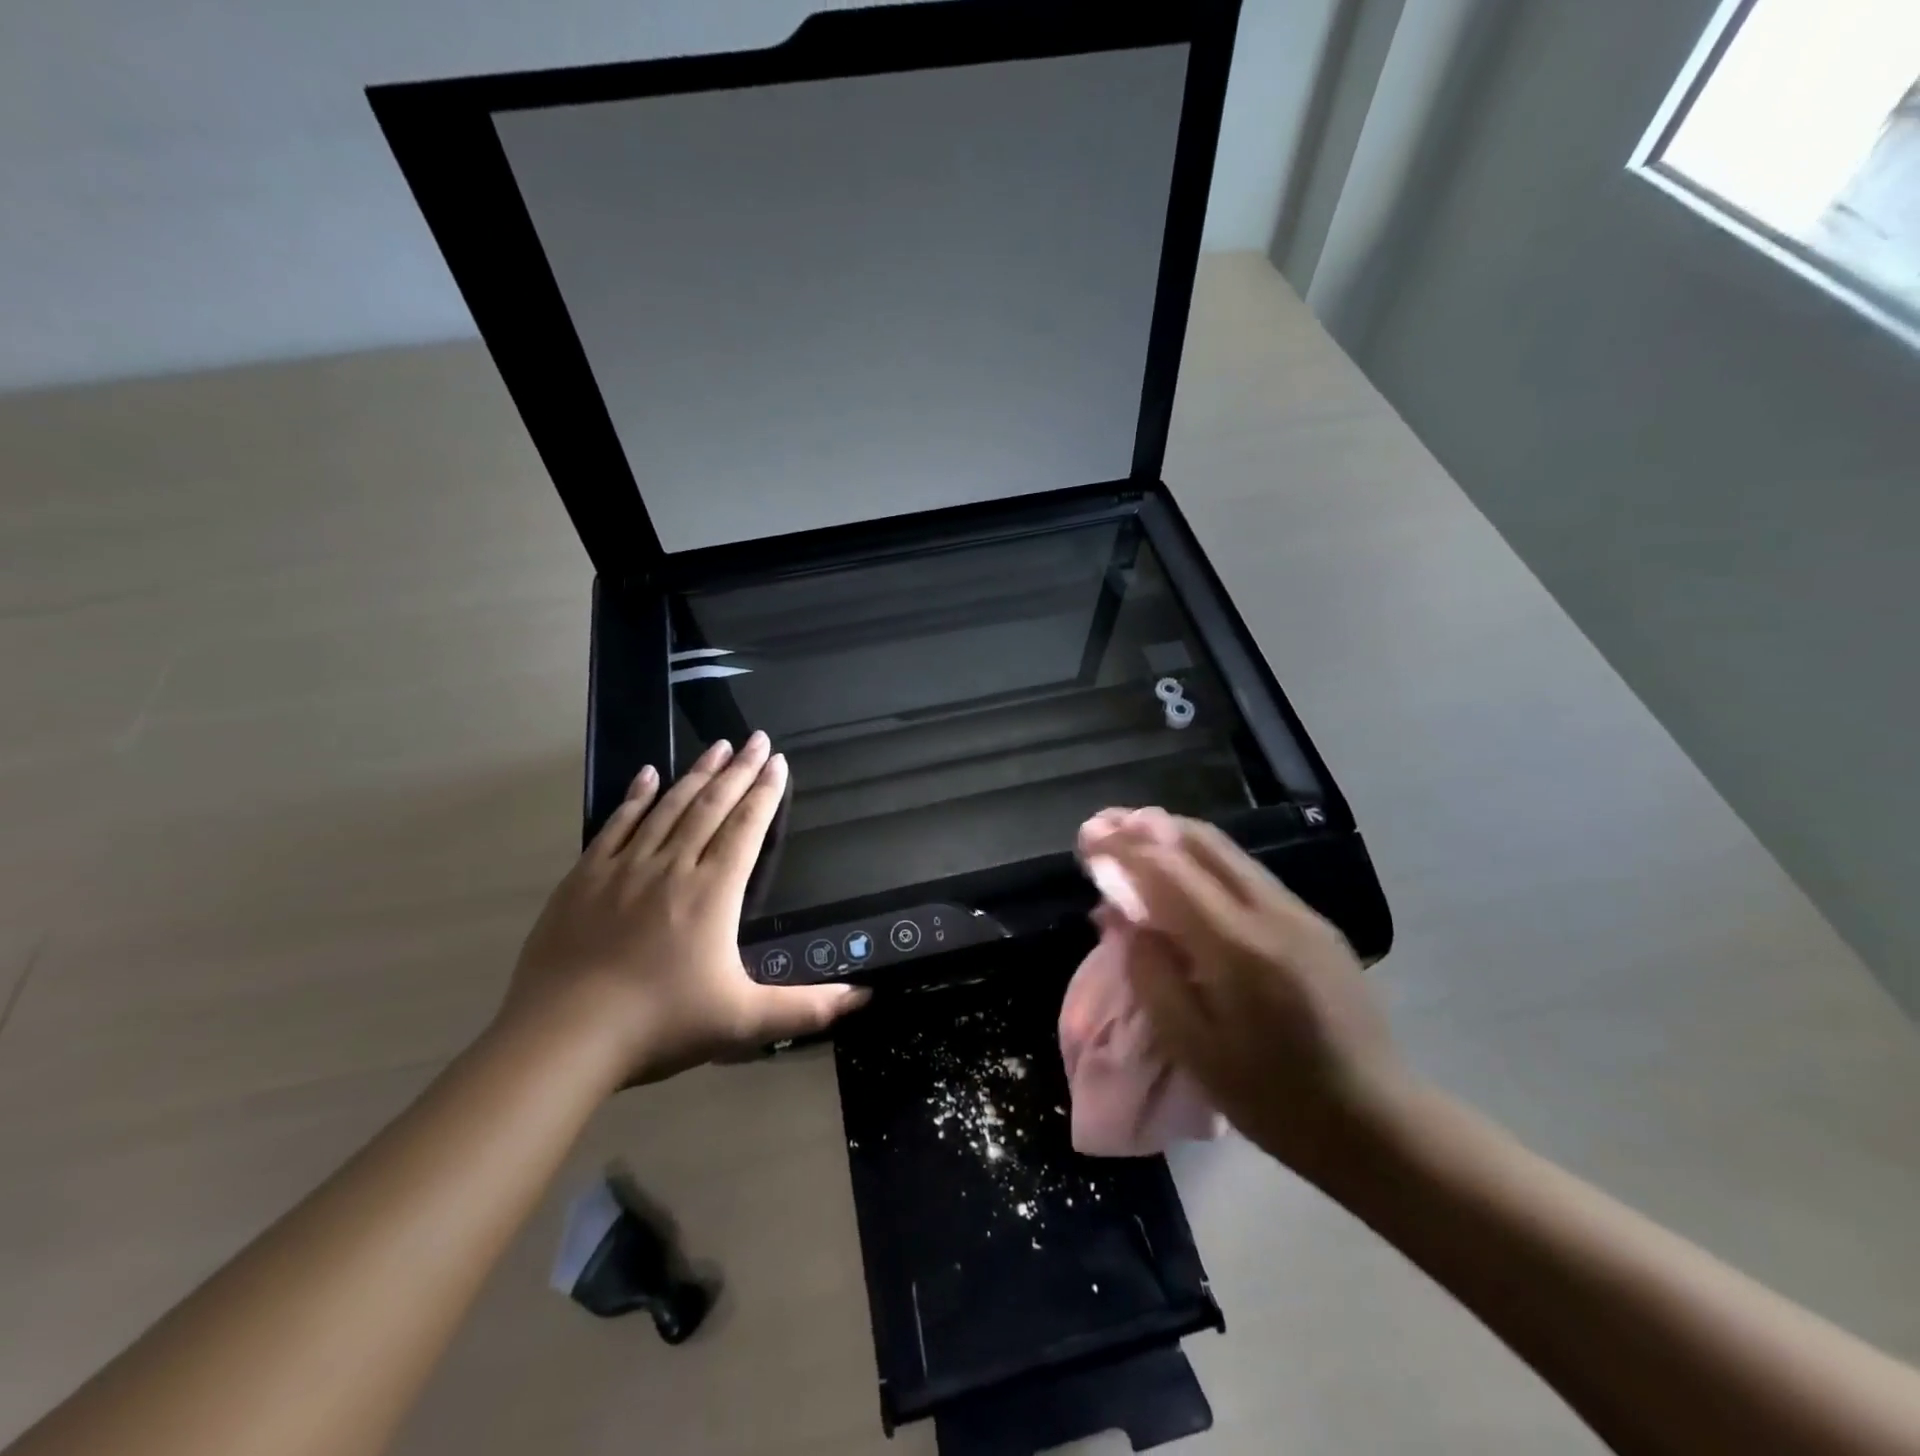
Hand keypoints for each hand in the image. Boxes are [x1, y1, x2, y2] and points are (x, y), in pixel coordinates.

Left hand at [502, 733, 867, 1085]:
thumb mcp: (743, 1022)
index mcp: (713, 892)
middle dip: (738, 770)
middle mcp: (672, 867)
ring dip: (696, 774)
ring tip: (716, 746)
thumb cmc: (660, 1024)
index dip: (765, 793)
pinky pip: (616, 824)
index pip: (746, 828)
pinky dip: (635, 797)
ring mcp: (624, 868)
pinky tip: (647, 775)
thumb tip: (864, 997)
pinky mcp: (584, 878)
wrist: (563, 1038)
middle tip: (756, 738)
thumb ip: (806, 1009)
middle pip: (711, 807)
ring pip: (668, 807)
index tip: (777, 761)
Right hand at [1087, 813, 1409, 1180]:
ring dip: (1177, 839)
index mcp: (1239, 948)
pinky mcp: (1315, 923)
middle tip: (1107, 827)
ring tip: (1136, 839)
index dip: (1123, 848)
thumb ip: (1150, 973)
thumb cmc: (1273, 1099)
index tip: (1088, 836)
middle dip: (1148, 828)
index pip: (1169, 871)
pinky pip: (1247, 875)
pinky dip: (1205, 862)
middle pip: (1202, 843)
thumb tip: (1121, 917)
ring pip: (1228, 853)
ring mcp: (1301, 913)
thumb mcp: (1193, 1049)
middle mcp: (1273, 913)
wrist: (1377, 1123)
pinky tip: (1185, 877)